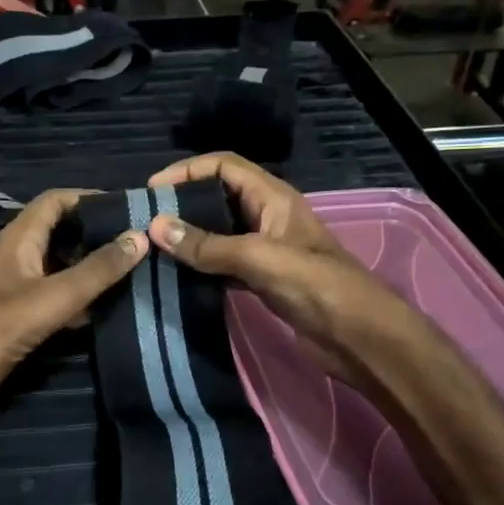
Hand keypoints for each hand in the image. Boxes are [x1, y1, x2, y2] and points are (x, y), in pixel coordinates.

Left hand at [0, 190, 147, 421]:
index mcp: (20, 238)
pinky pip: (60, 298)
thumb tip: (140, 236)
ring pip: (64, 267)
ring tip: (137, 271)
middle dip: (99, 233)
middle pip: (63, 232)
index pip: (56, 200)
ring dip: (95, 268)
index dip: (90, 197)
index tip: (130, 205)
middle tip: (142, 241)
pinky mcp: (24, 317)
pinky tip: (113, 308)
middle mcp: (20, 256)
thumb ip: (97, 270)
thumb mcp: (53, 296)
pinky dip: (84, 299)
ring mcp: (21, 288)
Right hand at [144, 153, 412, 384]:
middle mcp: (267, 216)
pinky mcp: (262, 278)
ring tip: (153, 246)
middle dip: (183, 202)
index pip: (224, 166)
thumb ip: (207, 245)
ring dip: (189, 236)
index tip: (151, 190)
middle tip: (145, 219)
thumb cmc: (315, 286)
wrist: (358, 337)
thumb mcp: (259, 258)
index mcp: (272, 197)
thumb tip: (155, 227)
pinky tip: (176, 275)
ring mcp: (265, 249)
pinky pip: (223, 263)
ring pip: (218, 231)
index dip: (187, 170)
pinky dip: (200, 265)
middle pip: (218, 196)